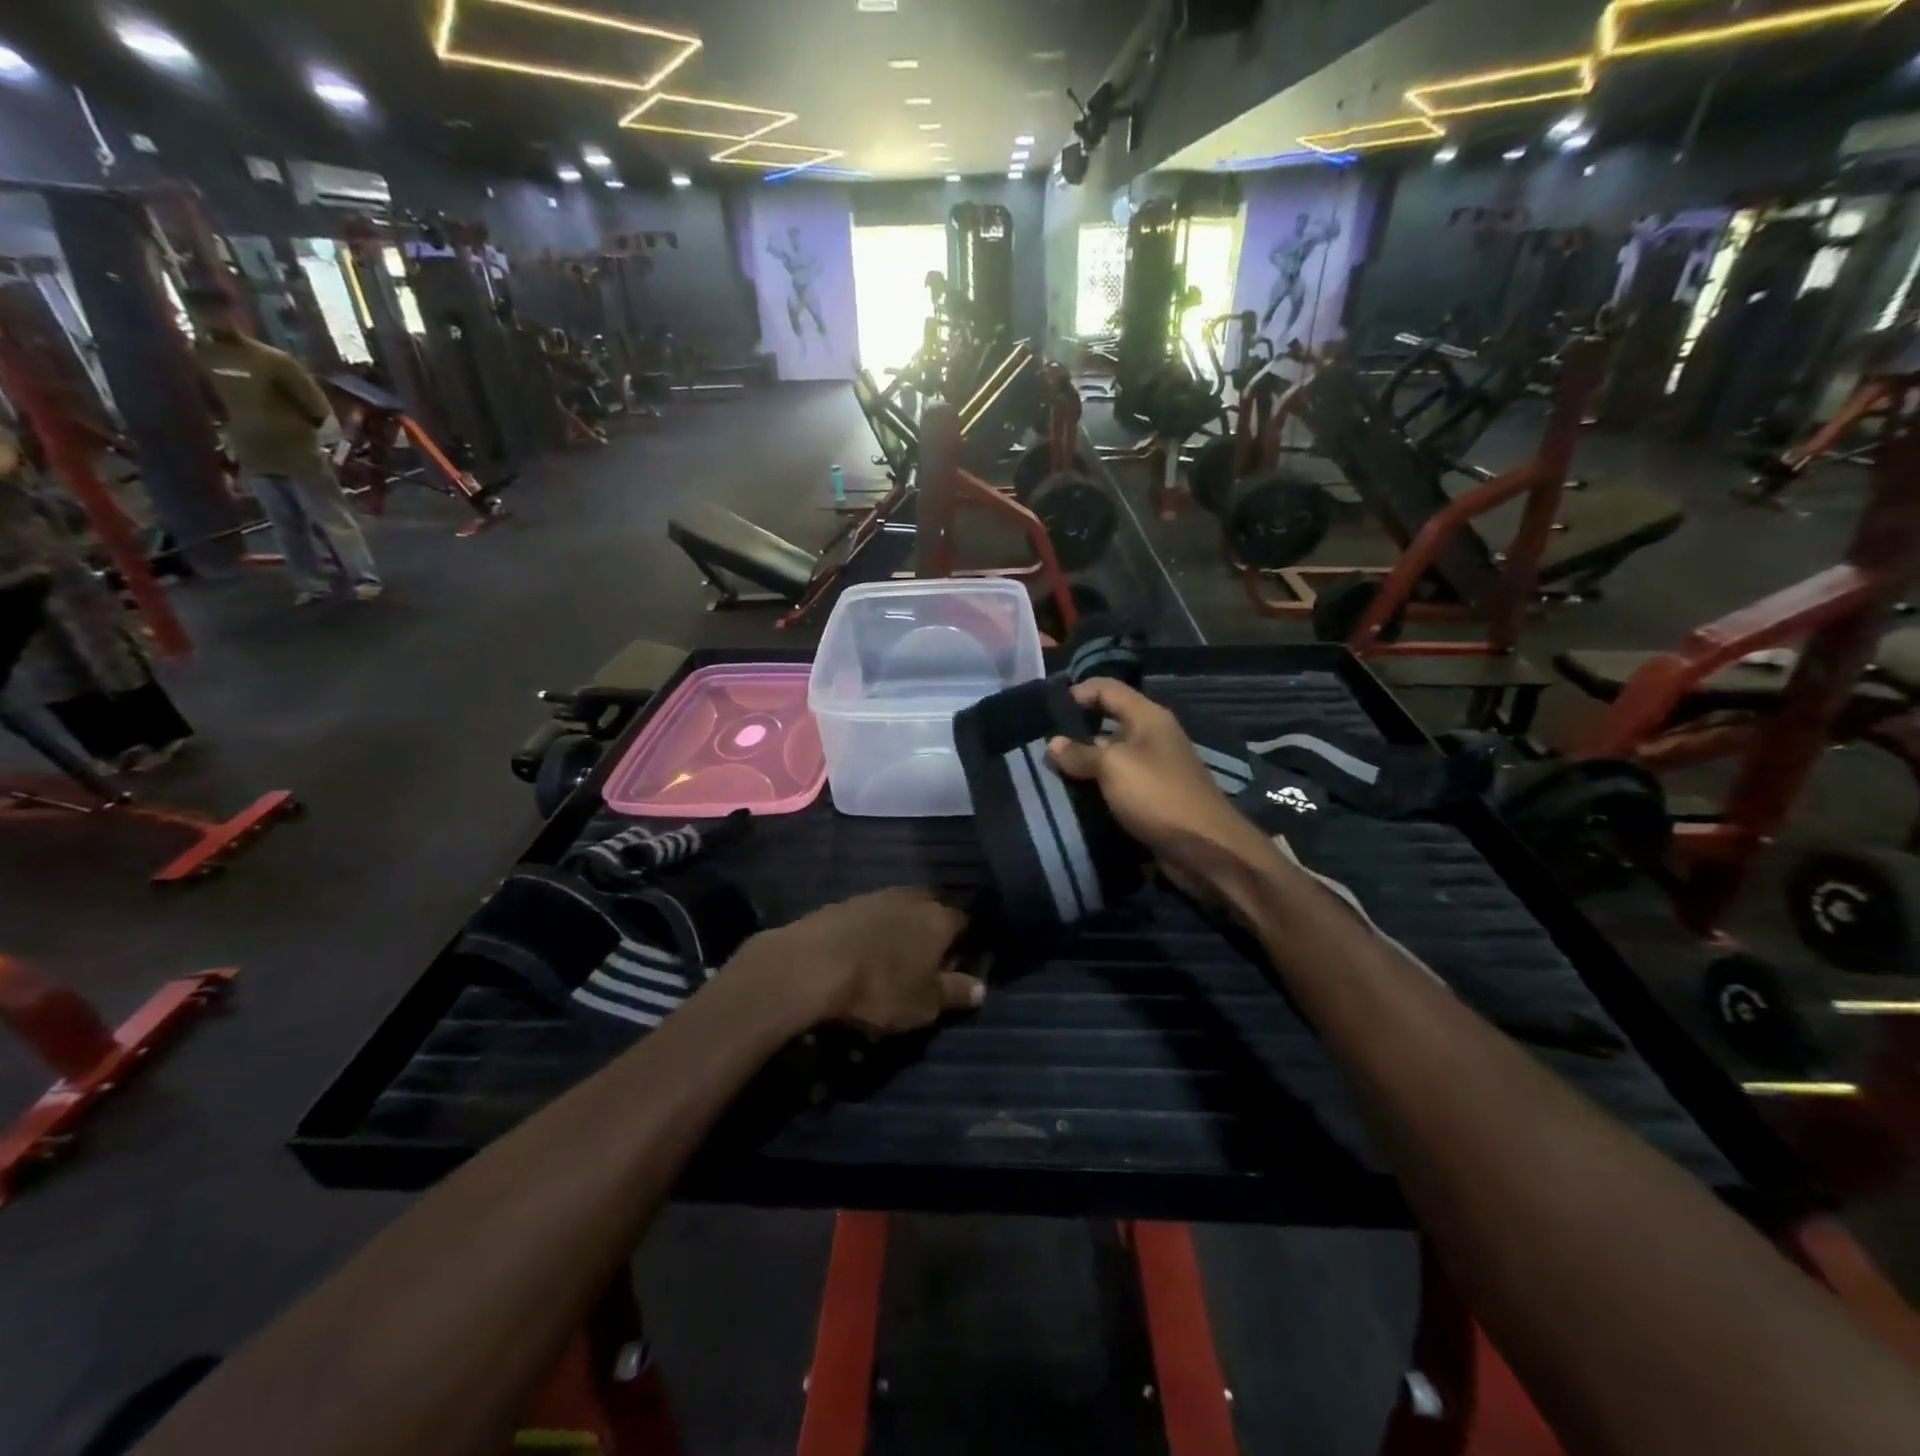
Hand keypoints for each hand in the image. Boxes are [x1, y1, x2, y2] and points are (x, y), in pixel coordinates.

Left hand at [737, 887, 983, 1034]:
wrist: (812, 964)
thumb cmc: (880, 988)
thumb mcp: (924, 1004)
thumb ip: (955, 993)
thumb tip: (982, 989)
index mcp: (940, 919)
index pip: (963, 922)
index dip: (963, 943)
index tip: (956, 964)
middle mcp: (912, 898)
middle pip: (930, 908)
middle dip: (930, 929)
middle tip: (922, 960)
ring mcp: (875, 895)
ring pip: (898, 908)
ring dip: (898, 928)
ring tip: (889, 957)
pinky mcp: (843, 902)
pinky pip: (869, 914)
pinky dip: (870, 930)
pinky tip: (860, 951)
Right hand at [1047, 678, 1285, 906]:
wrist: (1205, 849)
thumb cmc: (1159, 795)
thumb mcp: (1114, 766)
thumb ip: (1081, 753)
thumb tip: (1052, 743)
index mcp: (1148, 717)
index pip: (1107, 689)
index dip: (1077, 692)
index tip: (1046, 712)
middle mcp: (1152, 737)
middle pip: (1107, 723)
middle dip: (1075, 733)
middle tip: (1039, 746)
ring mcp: (1153, 769)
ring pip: (1109, 757)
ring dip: (1082, 764)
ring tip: (1048, 772)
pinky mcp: (1151, 798)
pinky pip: (1116, 785)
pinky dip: (1096, 788)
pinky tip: (1071, 797)